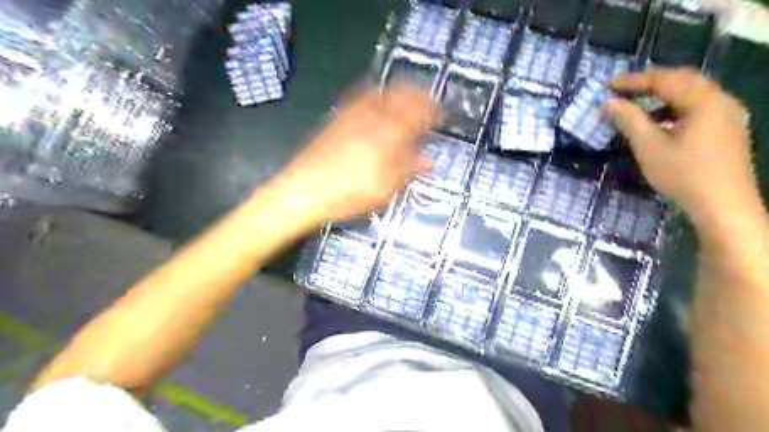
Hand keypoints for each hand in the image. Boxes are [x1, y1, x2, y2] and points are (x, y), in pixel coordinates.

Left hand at [277, 86, 438, 223]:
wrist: (304, 190)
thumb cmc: (349, 194)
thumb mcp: (385, 188)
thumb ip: (409, 170)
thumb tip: (428, 160)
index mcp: (390, 133)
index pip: (419, 114)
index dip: (434, 112)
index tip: (442, 116)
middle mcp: (373, 116)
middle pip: (402, 96)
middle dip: (420, 96)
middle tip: (429, 103)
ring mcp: (353, 113)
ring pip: (383, 91)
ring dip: (400, 91)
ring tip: (408, 98)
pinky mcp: (338, 117)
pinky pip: (361, 96)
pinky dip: (376, 94)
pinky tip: (378, 100)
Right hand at [608, 68, 754, 225]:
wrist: (723, 206)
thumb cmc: (683, 174)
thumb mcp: (649, 147)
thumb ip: (629, 120)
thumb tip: (608, 102)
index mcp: (704, 100)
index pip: (664, 79)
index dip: (632, 80)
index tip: (606, 86)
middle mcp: (721, 100)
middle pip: (682, 81)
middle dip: (649, 83)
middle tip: (621, 90)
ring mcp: (728, 115)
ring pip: (691, 94)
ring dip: (662, 96)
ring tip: (636, 106)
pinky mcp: (727, 130)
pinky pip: (697, 109)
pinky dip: (674, 109)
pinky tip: (659, 124)